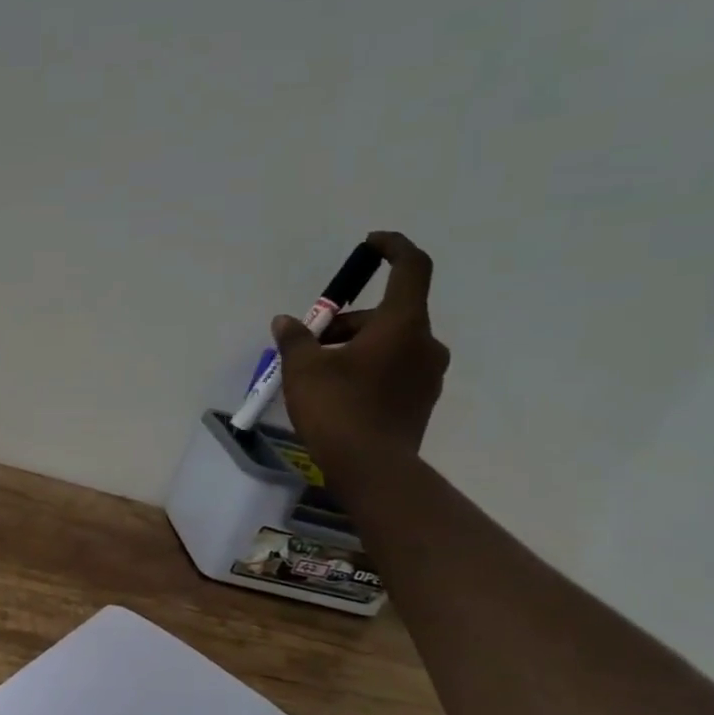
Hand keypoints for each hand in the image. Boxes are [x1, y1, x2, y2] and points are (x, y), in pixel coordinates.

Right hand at [273, 231, 449, 477]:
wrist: (373, 470)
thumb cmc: (338, 409)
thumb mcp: (304, 369)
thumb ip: (296, 339)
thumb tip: (286, 321)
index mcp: (403, 324)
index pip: (411, 268)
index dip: (393, 248)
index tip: (370, 244)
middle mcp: (425, 343)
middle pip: (387, 314)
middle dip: (347, 321)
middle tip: (310, 342)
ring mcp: (427, 375)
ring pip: (390, 344)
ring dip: (356, 347)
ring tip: (317, 373)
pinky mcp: (421, 401)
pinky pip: (393, 370)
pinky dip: (368, 369)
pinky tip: (338, 393)